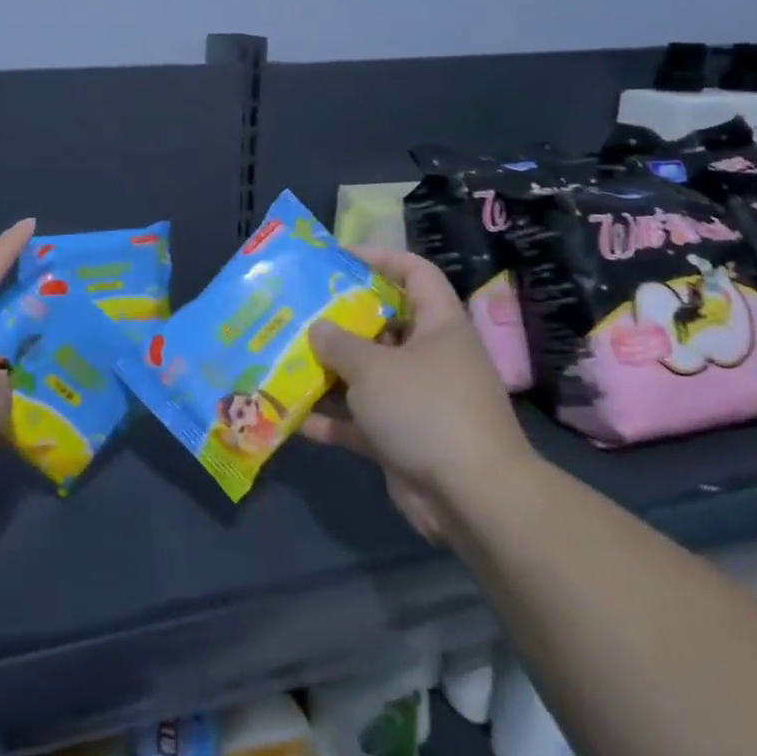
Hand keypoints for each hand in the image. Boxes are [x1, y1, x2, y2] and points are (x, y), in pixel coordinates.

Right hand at [302, 247, 533, 541]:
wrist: (472, 498)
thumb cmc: (425, 410)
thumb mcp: (373, 367)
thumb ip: (339, 343)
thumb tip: (318, 329)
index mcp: (439, 326)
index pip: (415, 273)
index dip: (380, 258)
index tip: (337, 258)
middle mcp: (431, 358)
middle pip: (383, 325)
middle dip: (340, 320)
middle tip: (297, 312)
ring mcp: (418, 401)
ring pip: (367, 375)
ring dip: (329, 372)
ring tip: (284, 359)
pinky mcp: (404, 439)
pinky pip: (361, 421)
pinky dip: (332, 419)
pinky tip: (293, 418)